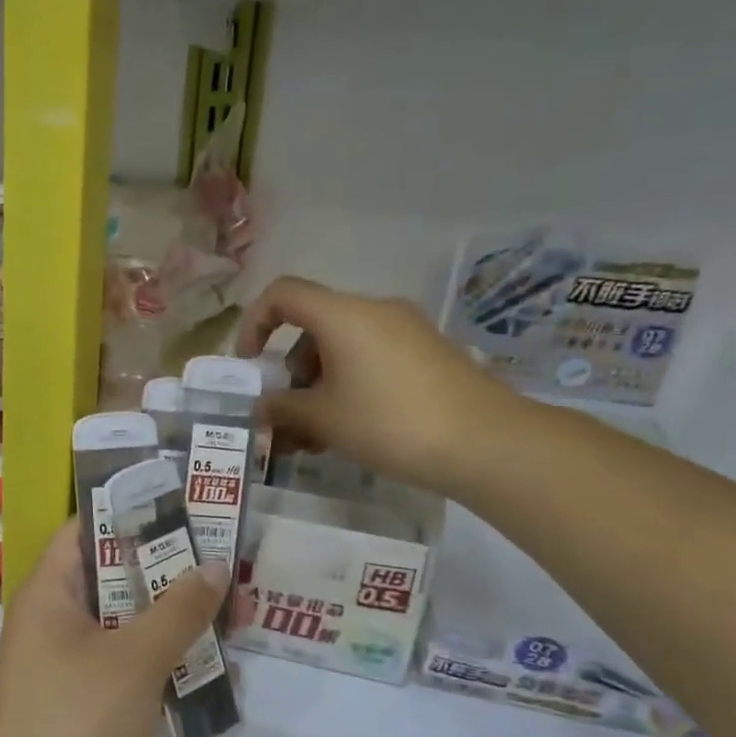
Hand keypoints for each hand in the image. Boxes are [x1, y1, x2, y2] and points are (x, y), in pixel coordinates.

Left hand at [0, 520, 228, 736]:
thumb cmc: (79, 727)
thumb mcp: (137, 660)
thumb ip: (179, 608)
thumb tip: (215, 562)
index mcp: (45, 595)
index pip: (83, 529)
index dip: (129, 511)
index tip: (182, 504)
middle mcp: (44, 623)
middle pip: (105, 577)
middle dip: (160, 568)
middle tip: (216, 556)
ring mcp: (54, 668)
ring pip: (115, 625)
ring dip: (162, 617)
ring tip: (219, 605)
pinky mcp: (70, 707)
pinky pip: (115, 666)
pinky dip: (151, 659)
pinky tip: (196, 664)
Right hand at [236, 275, 522, 497]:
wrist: (486, 442)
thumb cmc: (389, 422)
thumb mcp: (323, 419)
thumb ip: (281, 408)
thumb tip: (261, 406)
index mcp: (343, 315)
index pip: (282, 294)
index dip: (254, 323)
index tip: (249, 364)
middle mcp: (374, 311)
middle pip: (313, 327)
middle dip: (288, 370)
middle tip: (283, 415)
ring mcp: (406, 331)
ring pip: (342, 348)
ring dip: (317, 385)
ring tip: (312, 436)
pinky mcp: (427, 354)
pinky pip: (371, 359)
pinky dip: (347, 386)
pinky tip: (347, 430)